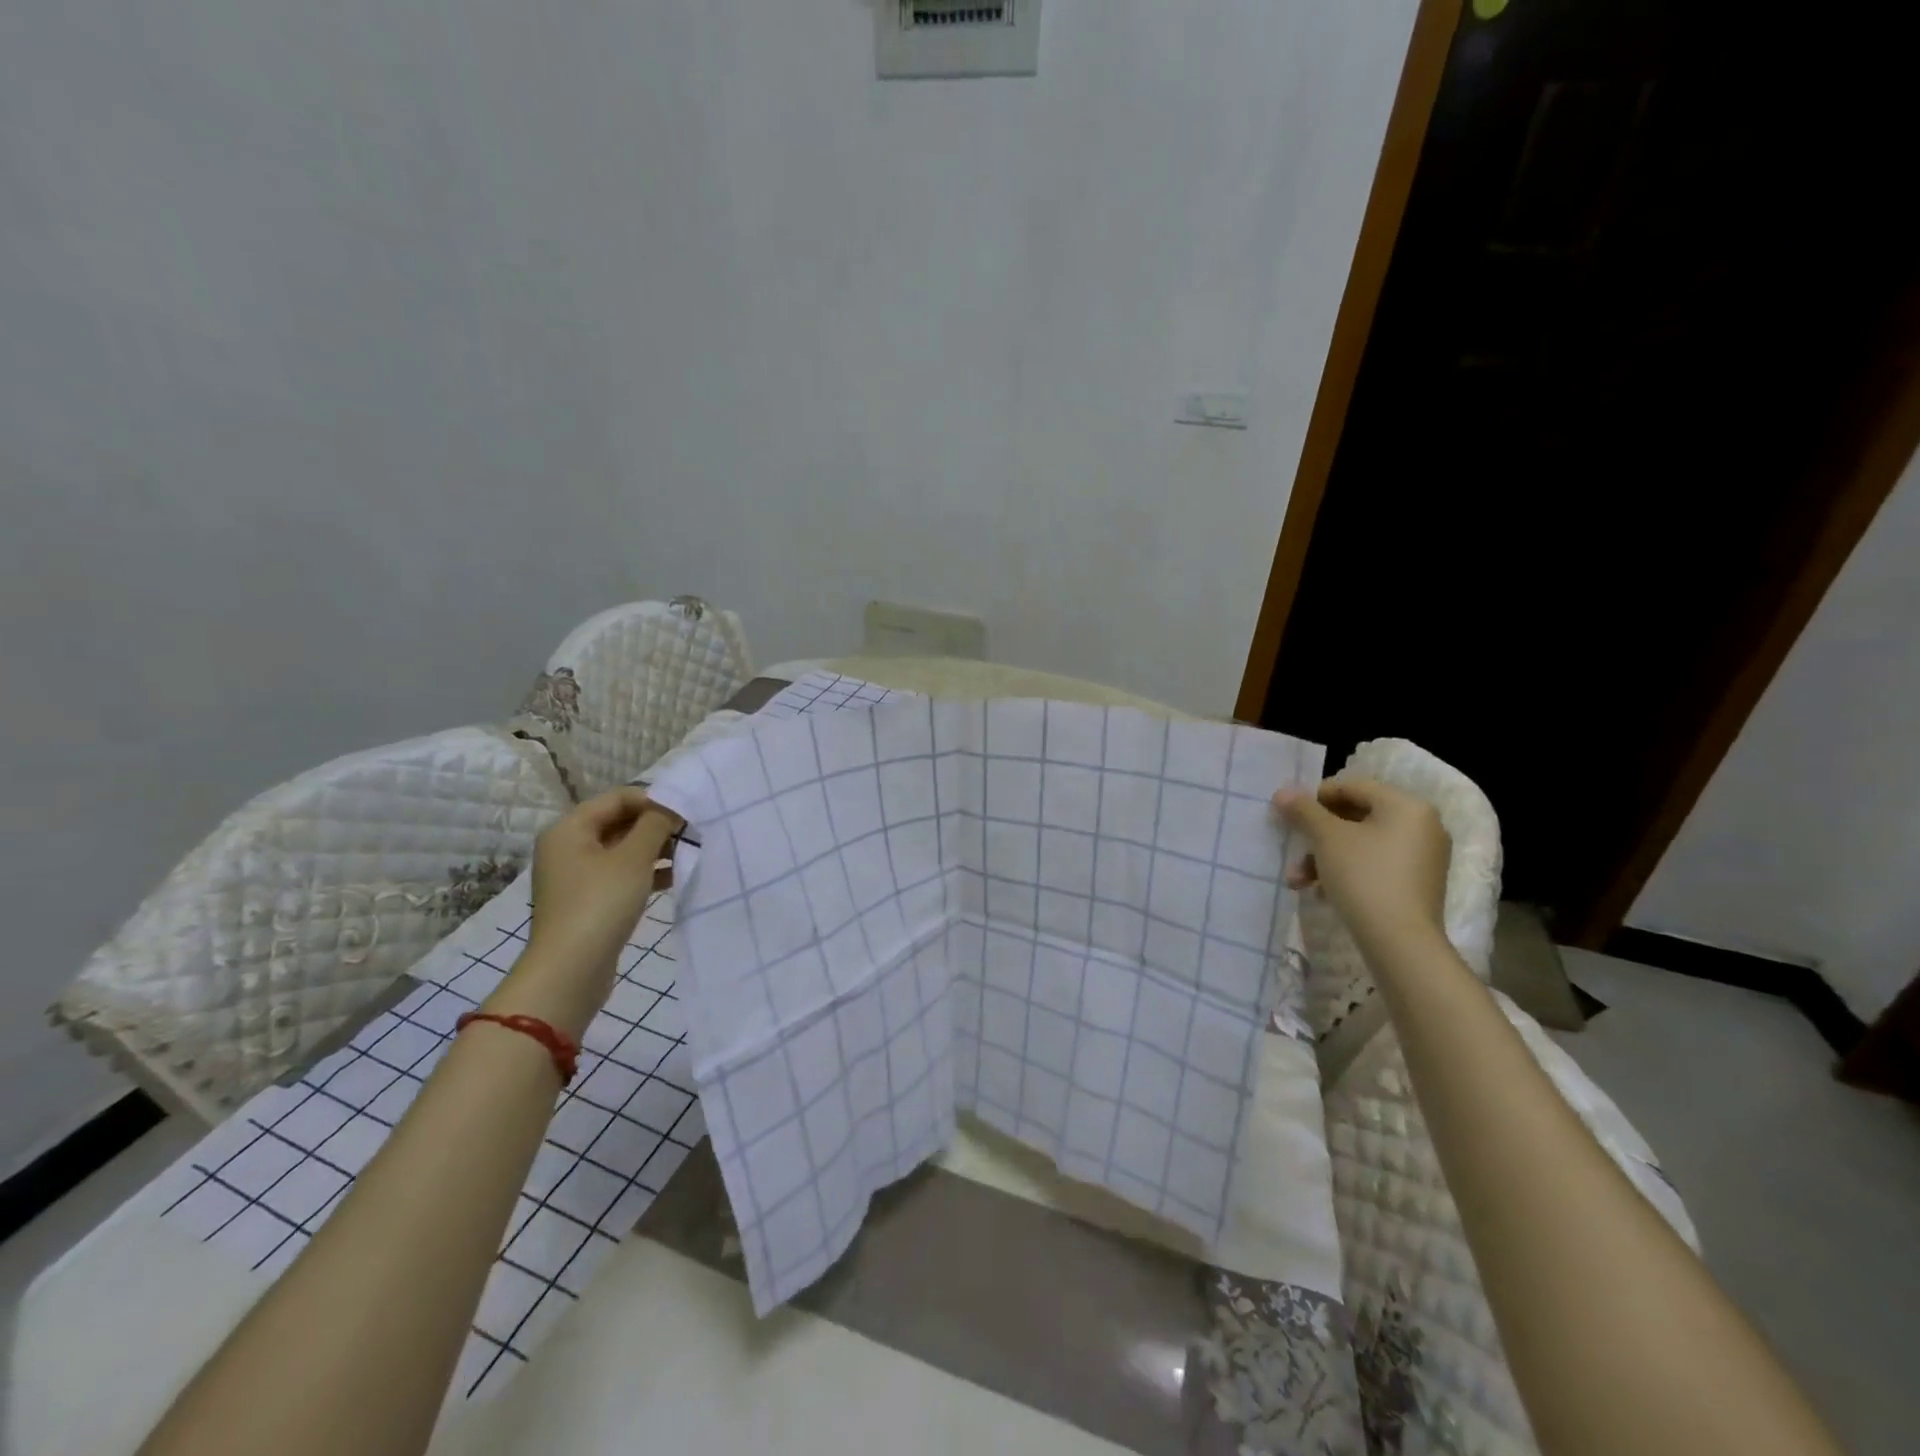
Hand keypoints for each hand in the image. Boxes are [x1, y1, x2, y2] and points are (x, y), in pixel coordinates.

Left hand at [491, 788, 681, 1037]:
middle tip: (693, 833)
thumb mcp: (634, 858)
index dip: (655, 800)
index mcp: (569, 829)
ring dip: (656, 849)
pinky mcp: (589, 900)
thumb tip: (672, 805)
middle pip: (620, 822)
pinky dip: (647, 872)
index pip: (619, 798)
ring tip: (689, 854)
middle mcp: (568, 847)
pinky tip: (675, 877)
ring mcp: (577, 876)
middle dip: (657, 826)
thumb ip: (656, 824)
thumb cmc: (600, 904)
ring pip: (623, 850)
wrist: (570, 971)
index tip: (688, 813)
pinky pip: (622, 874)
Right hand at [1274, 778, 1450, 955]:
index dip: (1316, 797)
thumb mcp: (1326, 838)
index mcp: (1407, 805)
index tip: (1291, 816)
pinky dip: (1346, 872)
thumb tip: (1282, 792)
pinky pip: (1375, 865)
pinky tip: (1323, 893)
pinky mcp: (1417, 884)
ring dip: (1324, 858)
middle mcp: (1422, 825)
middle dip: (1317, 836)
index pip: (1353, 786)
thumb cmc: (1364, 877)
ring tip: (1299, 881)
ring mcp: (1423, 857)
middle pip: (1356, 817)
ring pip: (1361, 844)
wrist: (1401, 943)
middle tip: (1293, 852)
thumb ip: (1303, 811)